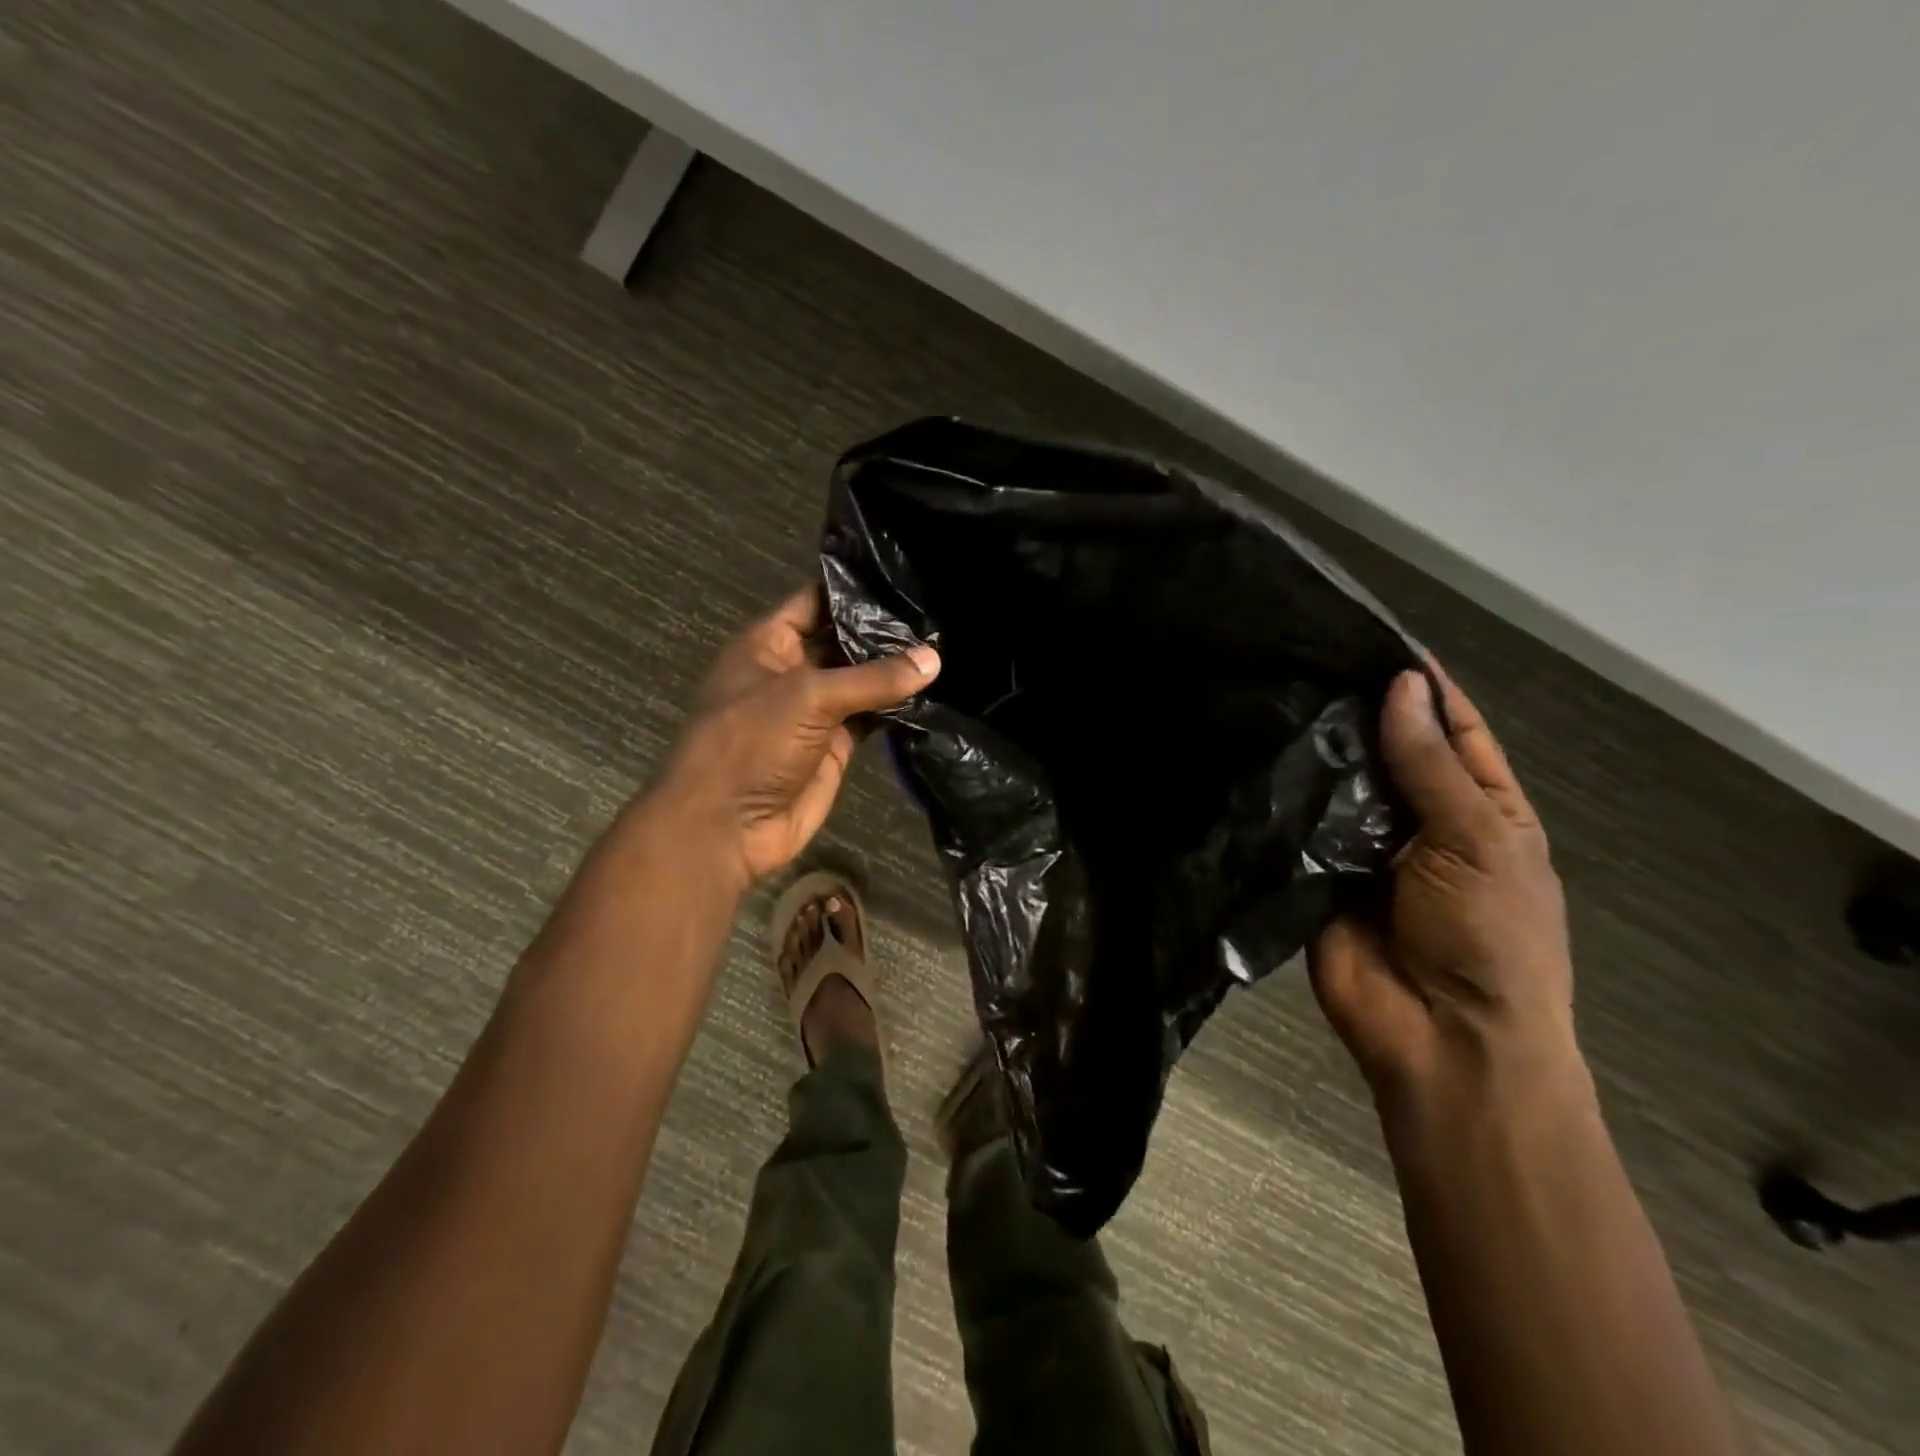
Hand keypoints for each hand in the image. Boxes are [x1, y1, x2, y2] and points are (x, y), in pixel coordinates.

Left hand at [654, 585, 939, 887]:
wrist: (727, 827)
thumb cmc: (751, 744)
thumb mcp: (808, 697)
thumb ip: (873, 678)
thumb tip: (933, 658)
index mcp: (768, 644)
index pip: (815, 601)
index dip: (853, 589)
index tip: (904, 578)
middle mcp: (793, 671)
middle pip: (843, 641)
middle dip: (884, 630)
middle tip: (938, 613)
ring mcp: (815, 711)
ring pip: (861, 682)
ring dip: (895, 670)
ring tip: (947, 645)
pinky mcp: (835, 746)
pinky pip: (871, 717)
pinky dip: (897, 708)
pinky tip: (933, 691)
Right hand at [1309, 666, 1574, 1101]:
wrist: (1441, 1039)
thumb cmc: (1490, 938)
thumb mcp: (1479, 841)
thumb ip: (1431, 767)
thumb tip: (1401, 686)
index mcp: (1483, 810)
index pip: (1454, 731)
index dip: (1424, 688)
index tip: (1376, 640)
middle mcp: (1420, 821)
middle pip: (1388, 752)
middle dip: (1358, 713)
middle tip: (1304, 662)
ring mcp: (1364, 849)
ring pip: (1338, 786)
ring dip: (1317, 752)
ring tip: (1272, 697)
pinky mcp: (1315, 873)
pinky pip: (1299, 827)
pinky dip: (1284, 797)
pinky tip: (1254, 756)